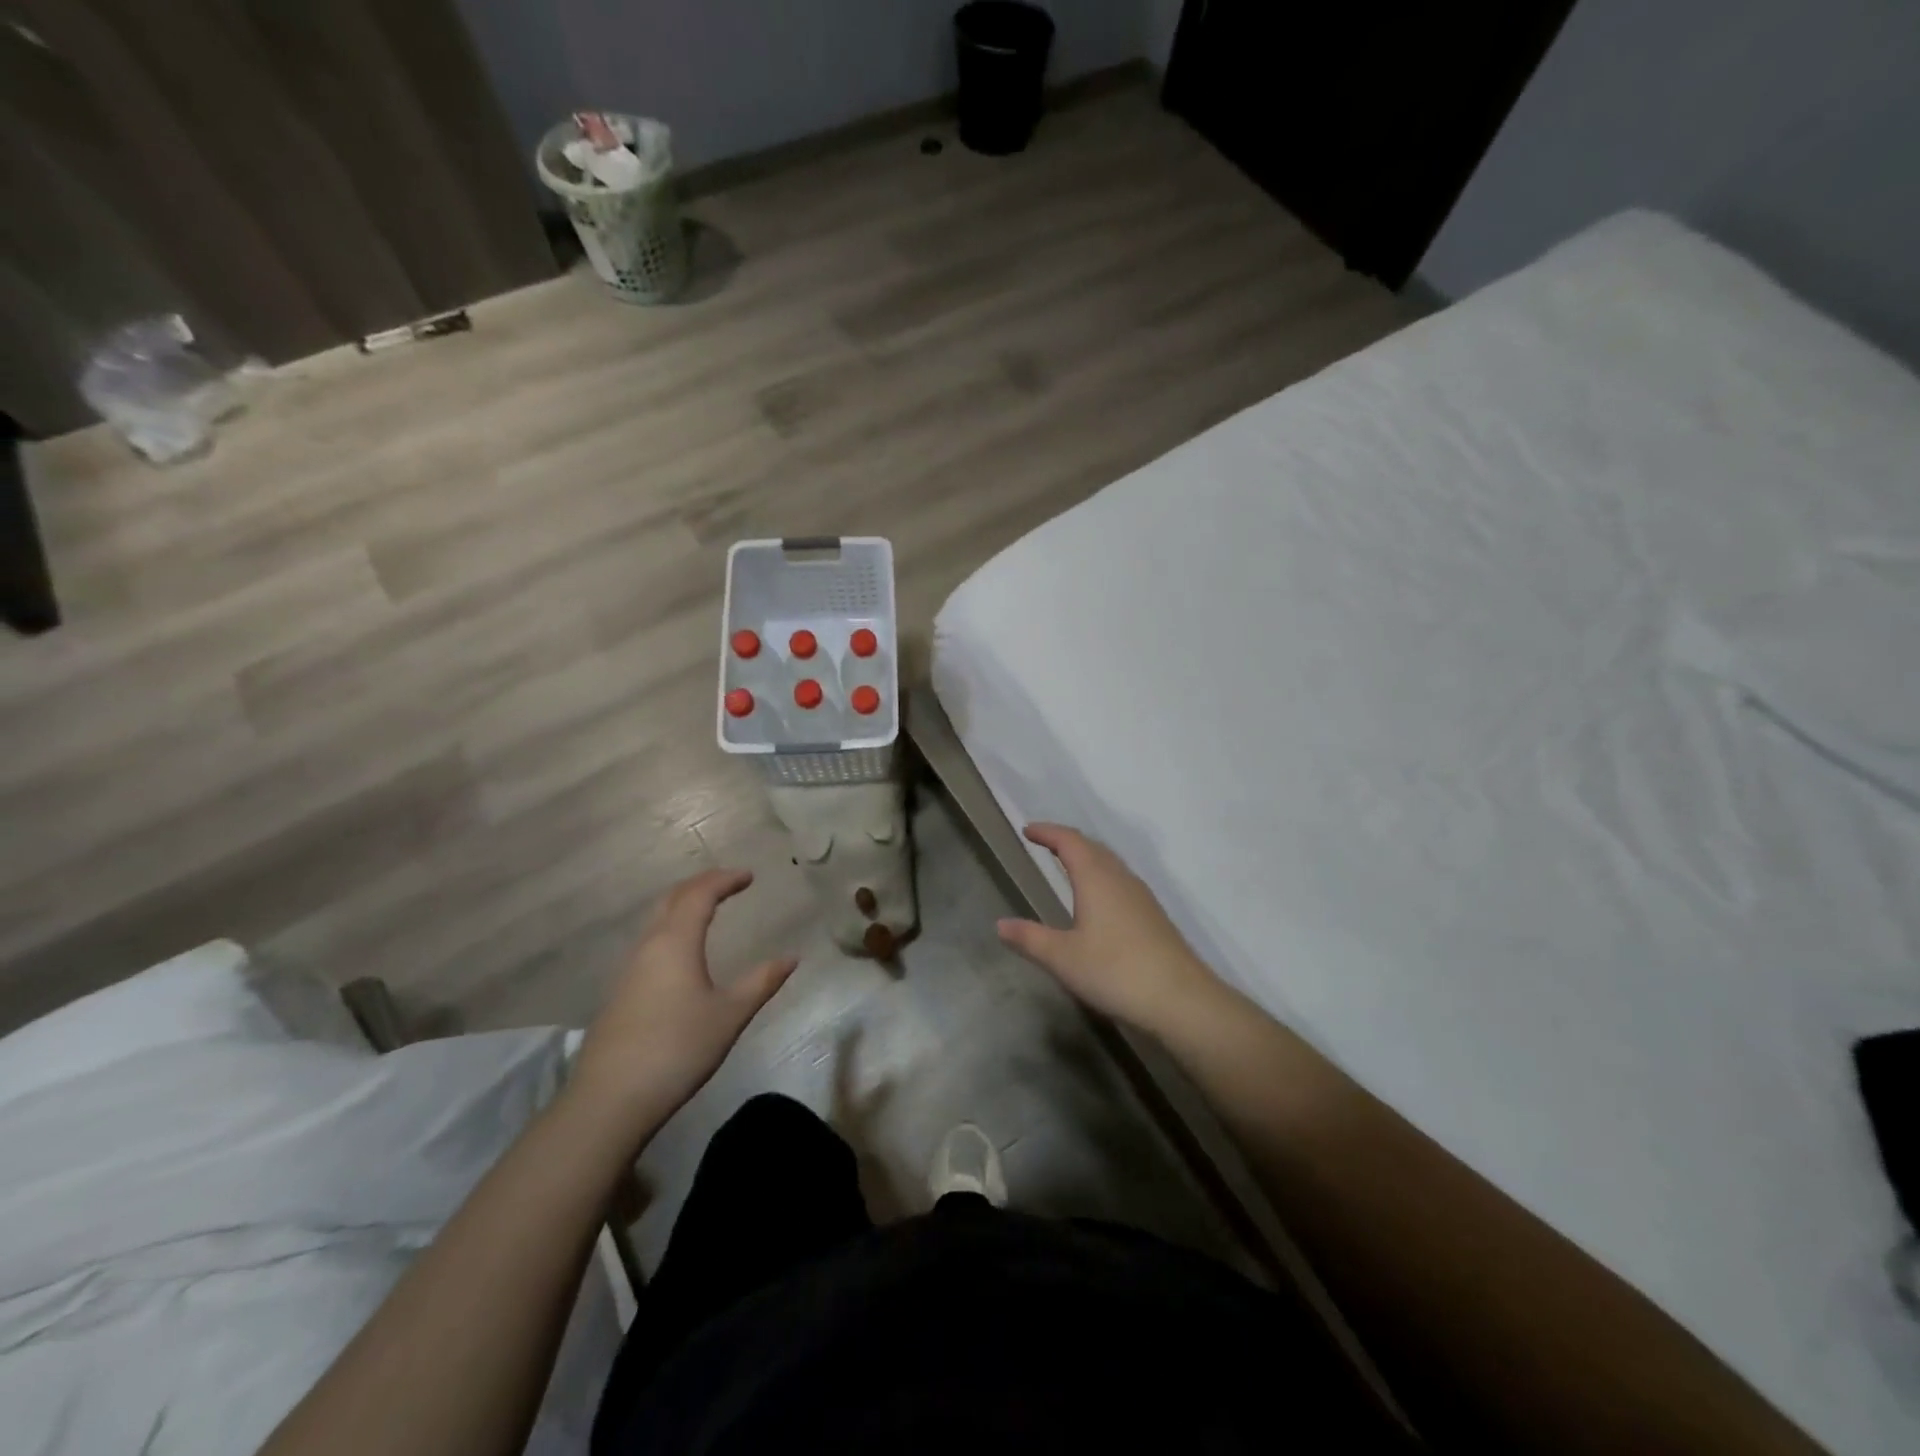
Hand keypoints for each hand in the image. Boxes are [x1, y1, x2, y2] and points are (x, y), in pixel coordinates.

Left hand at [572, 869, 797, 1130]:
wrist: (610, 1099)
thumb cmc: (678, 1049)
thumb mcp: (730, 1015)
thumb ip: (761, 982)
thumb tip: (792, 958)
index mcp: (676, 942)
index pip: (700, 894)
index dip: (725, 880)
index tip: (749, 876)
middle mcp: (648, 946)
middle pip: (672, 899)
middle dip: (701, 885)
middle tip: (728, 883)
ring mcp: (629, 969)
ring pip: (656, 920)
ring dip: (683, 905)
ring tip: (707, 910)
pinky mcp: (620, 992)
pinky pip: (649, 942)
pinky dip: (671, 928)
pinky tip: (681, 952)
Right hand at [997, 824, 1223, 1034]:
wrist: (1181, 999)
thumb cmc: (1115, 971)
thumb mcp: (1063, 958)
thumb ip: (1030, 938)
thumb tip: (1000, 924)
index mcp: (1096, 878)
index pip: (1069, 841)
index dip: (1047, 832)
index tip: (1027, 830)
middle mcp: (1120, 878)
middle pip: (1092, 847)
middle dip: (1067, 841)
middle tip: (1045, 843)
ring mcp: (1141, 896)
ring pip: (1110, 864)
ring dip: (1087, 857)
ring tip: (1068, 865)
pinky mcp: (1153, 916)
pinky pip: (1120, 881)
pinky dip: (1101, 876)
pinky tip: (1098, 899)